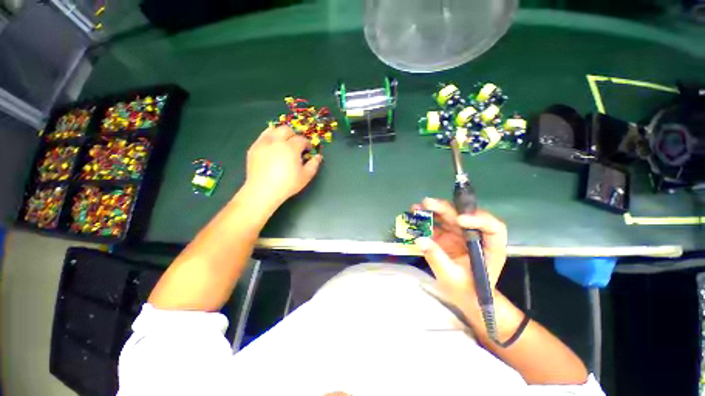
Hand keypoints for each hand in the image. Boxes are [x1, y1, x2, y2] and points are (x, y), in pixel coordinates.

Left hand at [245, 125, 321, 204]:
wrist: (263, 191)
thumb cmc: (287, 184)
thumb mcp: (306, 176)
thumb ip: (314, 164)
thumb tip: (318, 156)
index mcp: (291, 148)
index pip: (301, 139)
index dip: (307, 143)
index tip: (308, 150)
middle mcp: (276, 141)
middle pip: (287, 129)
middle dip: (294, 135)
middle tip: (296, 145)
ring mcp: (263, 143)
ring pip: (273, 129)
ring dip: (281, 134)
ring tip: (284, 143)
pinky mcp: (254, 147)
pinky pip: (263, 136)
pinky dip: (270, 137)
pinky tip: (273, 146)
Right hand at [413, 198, 507, 309]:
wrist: (465, 297)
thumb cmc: (466, 291)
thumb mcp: (452, 277)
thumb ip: (436, 258)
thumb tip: (419, 239)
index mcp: (490, 248)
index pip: (492, 228)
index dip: (478, 219)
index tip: (459, 220)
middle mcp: (476, 236)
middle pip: (464, 216)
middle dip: (445, 208)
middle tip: (427, 203)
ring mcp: (461, 234)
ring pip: (449, 216)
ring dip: (433, 210)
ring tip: (417, 207)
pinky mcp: (448, 235)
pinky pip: (437, 224)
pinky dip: (426, 219)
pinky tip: (415, 215)